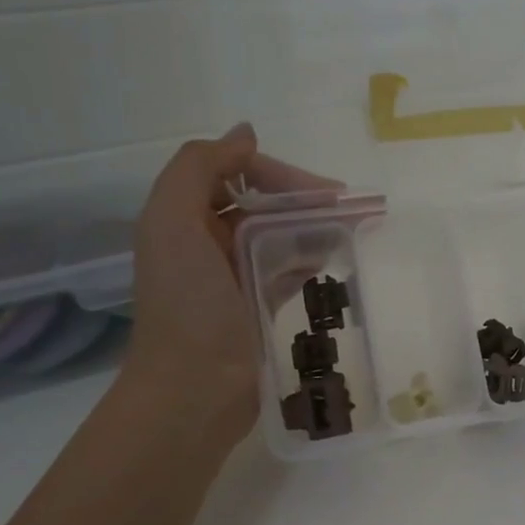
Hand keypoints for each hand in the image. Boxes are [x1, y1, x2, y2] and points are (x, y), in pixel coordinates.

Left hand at [123, 124, 331, 440]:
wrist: (194, 391)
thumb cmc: (187, 305)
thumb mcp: (173, 222)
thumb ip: (199, 167)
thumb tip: (245, 133)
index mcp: (181, 216)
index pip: (234, 172)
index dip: (276, 173)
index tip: (321, 192)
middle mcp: (204, 240)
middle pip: (259, 201)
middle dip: (302, 198)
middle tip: (349, 208)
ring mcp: (231, 275)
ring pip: (277, 234)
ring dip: (312, 225)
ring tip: (351, 230)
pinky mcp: (255, 306)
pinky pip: (286, 268)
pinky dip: (308, 257)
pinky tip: (333, 258)